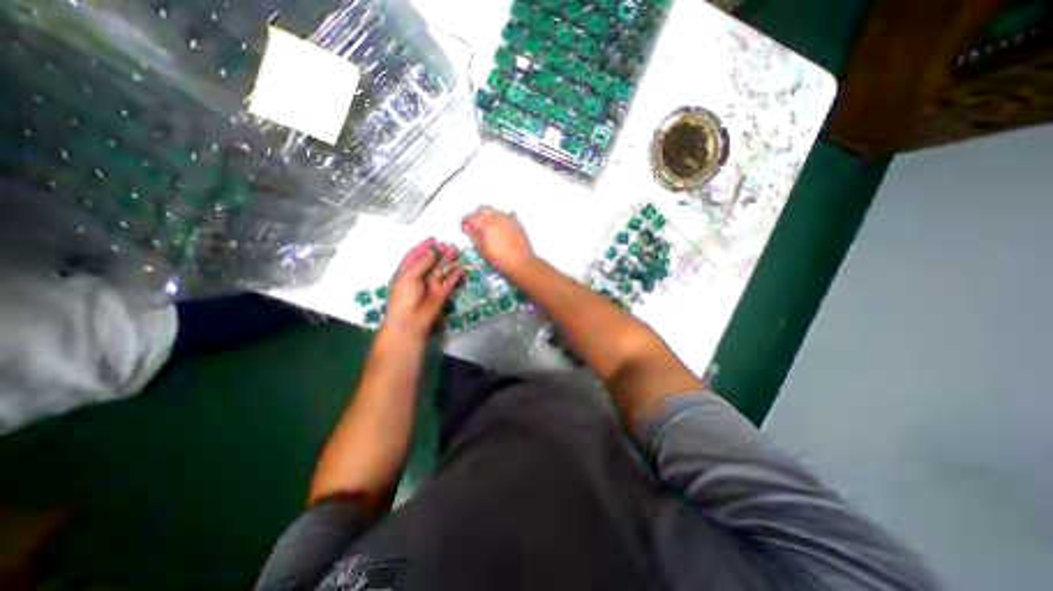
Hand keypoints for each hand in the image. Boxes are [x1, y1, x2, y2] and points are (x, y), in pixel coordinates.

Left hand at [379, 237, 461, 341]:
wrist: (411, 321)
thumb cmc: (404, 298)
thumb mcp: (409, 277)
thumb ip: (422, 263)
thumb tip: (433, 251)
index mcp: (406, 272)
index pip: (415, 256)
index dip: (423, 247)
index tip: (433, 239)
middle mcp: (420, 277)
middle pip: (430, 262)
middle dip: (438, 252)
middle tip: (447, 244)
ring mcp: (431, 285)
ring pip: (441, 270)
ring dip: (448, 261)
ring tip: (456, 251)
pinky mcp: (442, 293)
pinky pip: (450, 281)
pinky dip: (456, 275)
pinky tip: (461, 267)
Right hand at [463, 206, 534, 273]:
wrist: (521, 263)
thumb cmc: (501, 260)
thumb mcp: (482, 250)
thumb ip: (474, 236)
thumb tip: (468, 228)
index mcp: (486, 224)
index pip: (471, 217)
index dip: (465, 222)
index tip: (464, 227)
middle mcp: (498, 218)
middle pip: (483, 209)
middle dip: (476, 215)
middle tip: (474, 226)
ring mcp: (509, 219)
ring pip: (495, 211)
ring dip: (488, 216)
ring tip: (486, 229)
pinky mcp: (517, 223)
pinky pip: (506, 216)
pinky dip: (500, 219)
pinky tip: (499, 228)